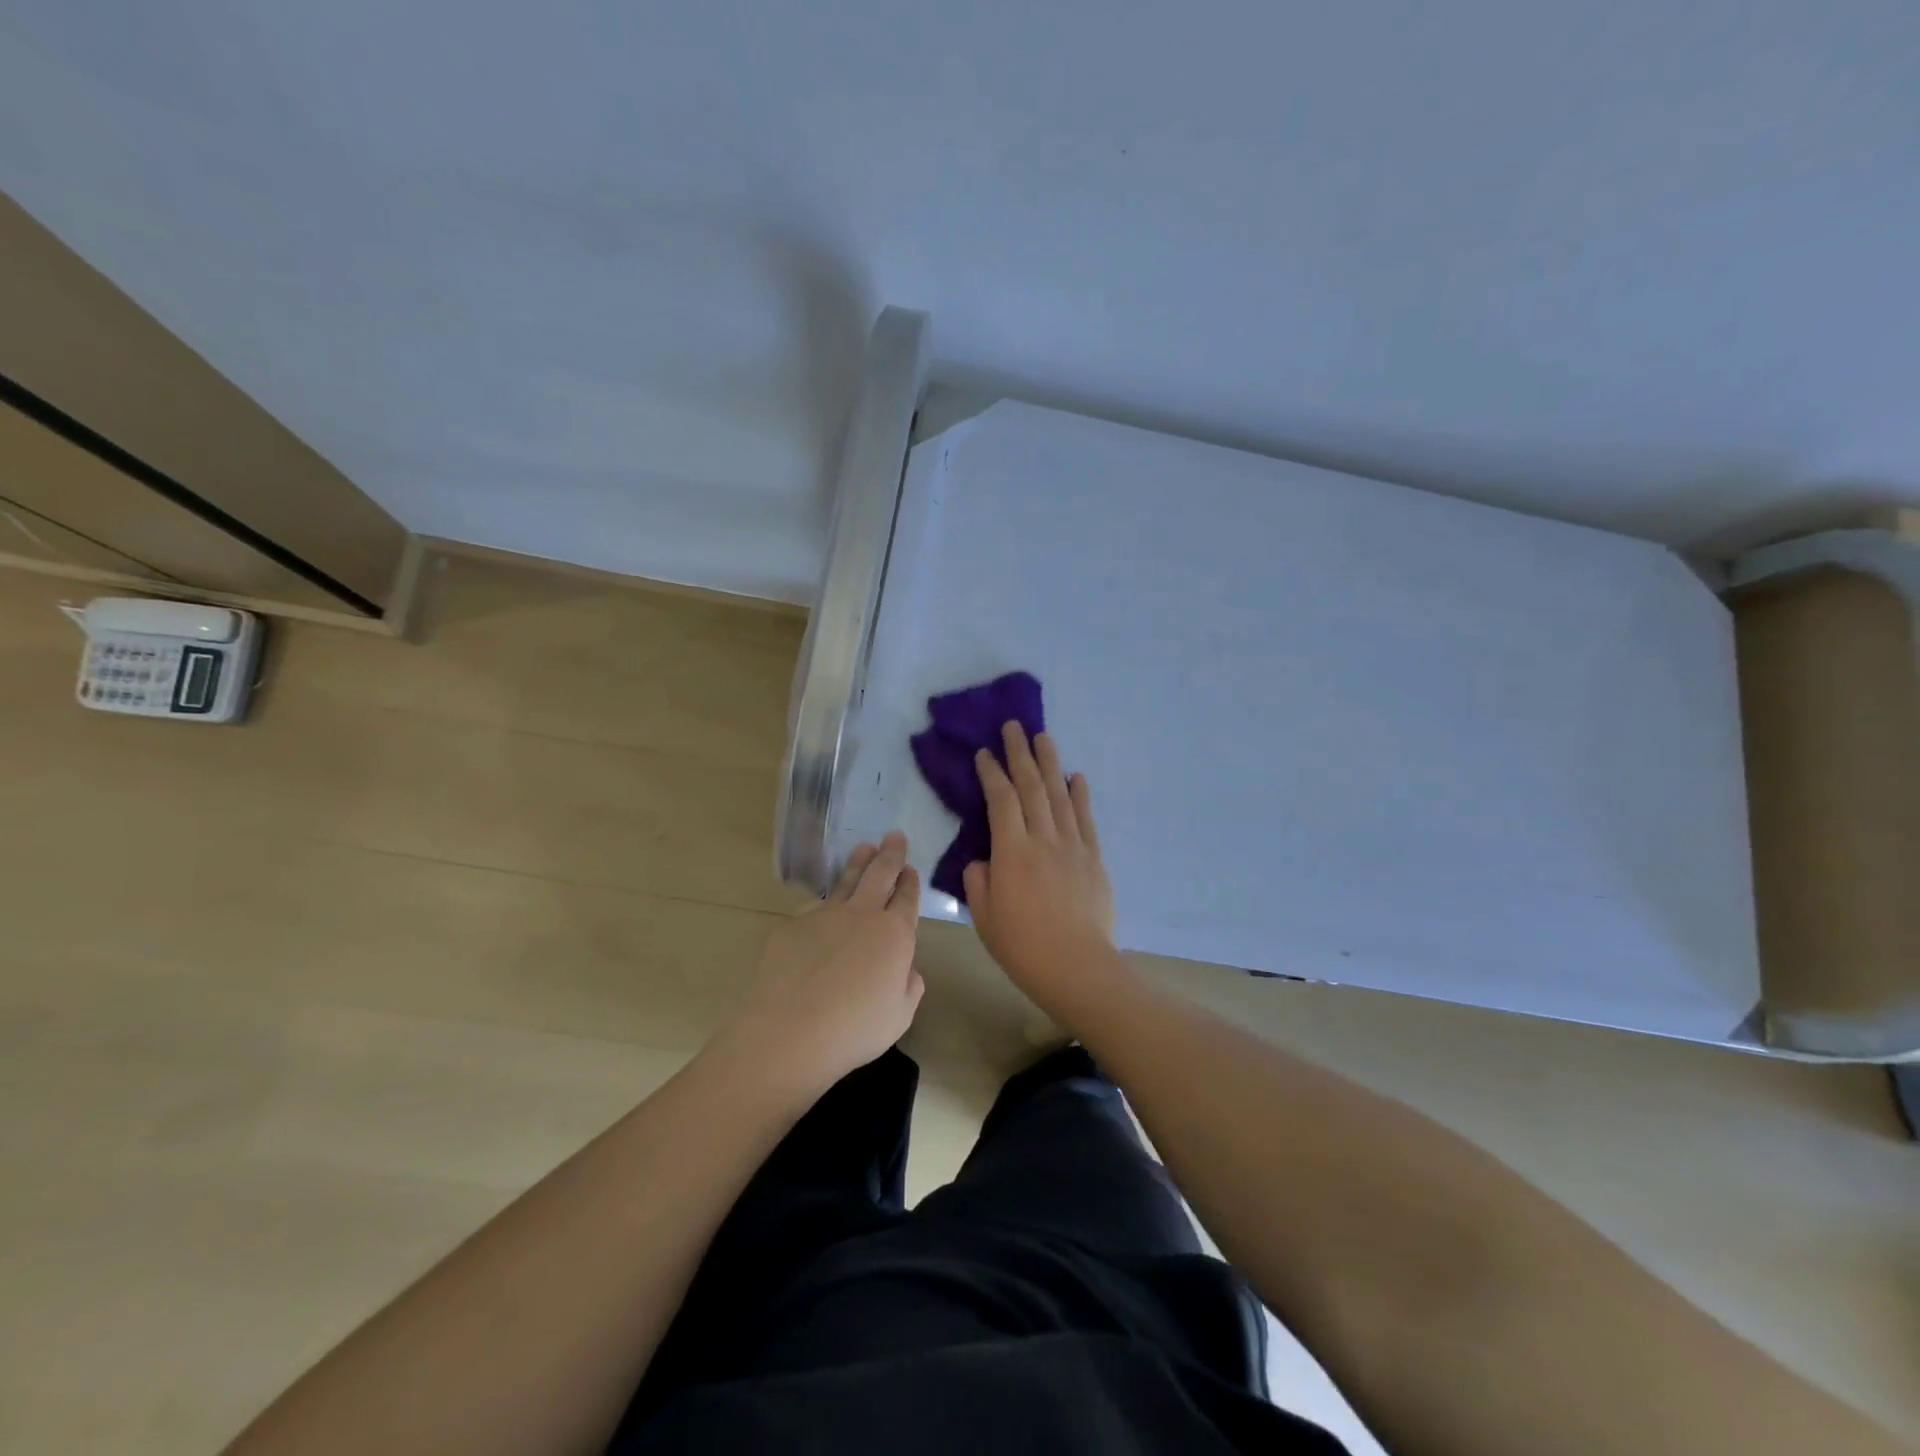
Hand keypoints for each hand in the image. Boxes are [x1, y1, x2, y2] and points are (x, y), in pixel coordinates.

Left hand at [720, 832, 923, 1097]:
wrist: (788, 1032)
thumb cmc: (854, 1030)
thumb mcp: (900, 1015)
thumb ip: (909, 985)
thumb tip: (905, 968)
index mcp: (894, 934)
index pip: (907, 898)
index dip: (910, 882)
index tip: (910, 868)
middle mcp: (862, 914)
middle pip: (879, 874)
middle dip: (889, 854)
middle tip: (894, 836)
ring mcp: (824, 915)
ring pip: (845, 880)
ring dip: (858, 863)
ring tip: (863, 848)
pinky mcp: (791, 925)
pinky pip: (814, 908)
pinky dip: (823, 904)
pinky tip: (822, 908)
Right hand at [964, 724, 1121, 1019]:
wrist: (1078, 968)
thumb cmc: (1023, 946)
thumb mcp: (984, 916)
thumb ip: (979, 881)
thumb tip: (985, 861)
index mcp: (1012, 852)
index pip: (1000, 800)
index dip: (991, 773)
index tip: (984, 753)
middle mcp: (1043, 838)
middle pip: (1031, 787)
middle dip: (1021, 753)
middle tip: (1014, 726)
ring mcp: (1073, 846)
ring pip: (1060, 795)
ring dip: (1050, 763)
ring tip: (1044, 737)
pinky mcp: (1093, 859)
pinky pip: (1086, 819)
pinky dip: (1080, 795)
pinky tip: (1076, 777)